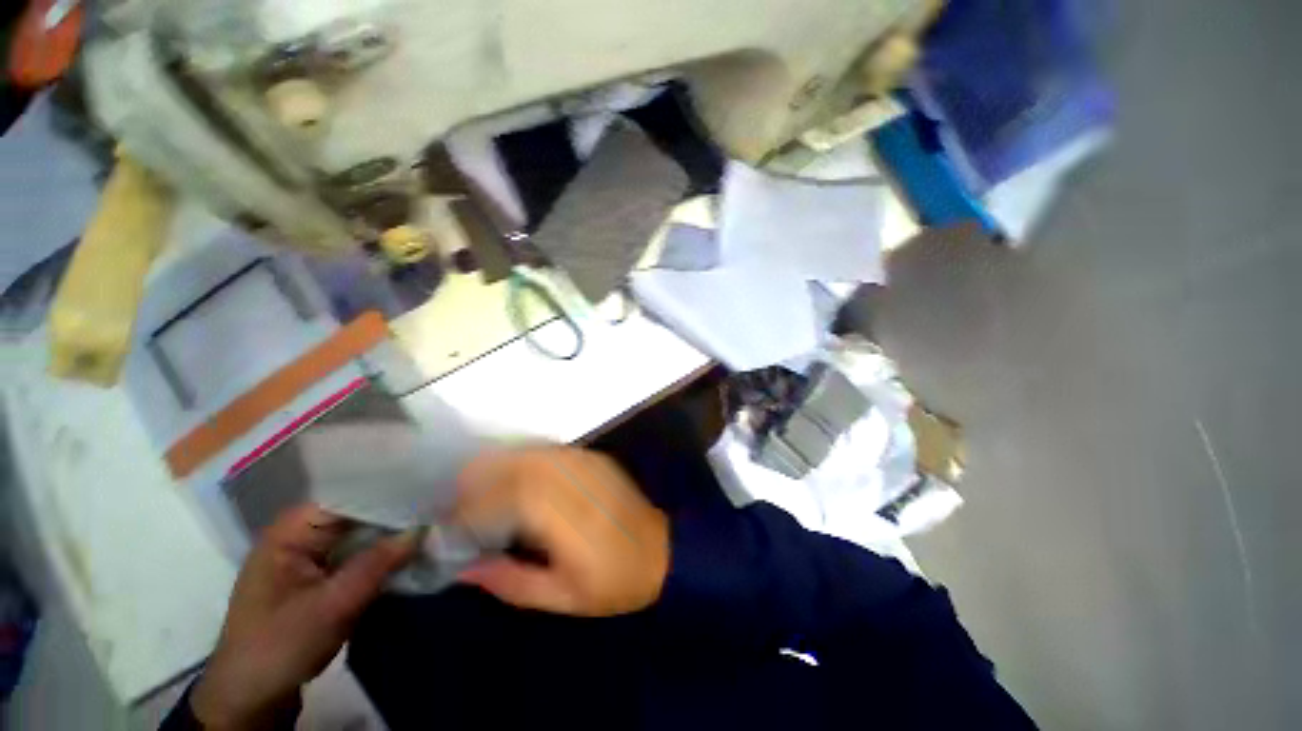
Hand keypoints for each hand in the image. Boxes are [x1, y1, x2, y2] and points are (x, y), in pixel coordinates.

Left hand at [191, 505, 415, 728]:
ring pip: (364, 534)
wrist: (252, 696)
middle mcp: (304, 534)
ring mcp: (313, 555)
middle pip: (360, 512)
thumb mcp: (331, 607)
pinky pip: (362, 554)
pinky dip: (386, 555)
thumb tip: (421, 528)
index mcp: (292, 531)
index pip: (349, 495)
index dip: (389, 490)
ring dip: (394, 535)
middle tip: (440, 508)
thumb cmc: (279, 646)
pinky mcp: (324, 575)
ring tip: (436, 525)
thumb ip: (377, 564)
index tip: (429, 489)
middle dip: (398, 513)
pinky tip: (414, 552)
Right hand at [454, 446, 669, 616]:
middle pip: (520, 467)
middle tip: (456, 500)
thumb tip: (466, 567)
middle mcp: (579, 482)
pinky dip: (524, 459)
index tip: (451, 523)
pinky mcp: (595, 458)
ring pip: (533, 453)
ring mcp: (589, 464)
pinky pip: (551, 451)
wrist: (664, 550)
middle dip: (481, 479)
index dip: (476, 506)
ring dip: (500, 466)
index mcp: (571, 520)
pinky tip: (513, 476)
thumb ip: (512, 582)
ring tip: (477, 487)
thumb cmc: (615, 583)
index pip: (513, 497)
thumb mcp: (563, 598)